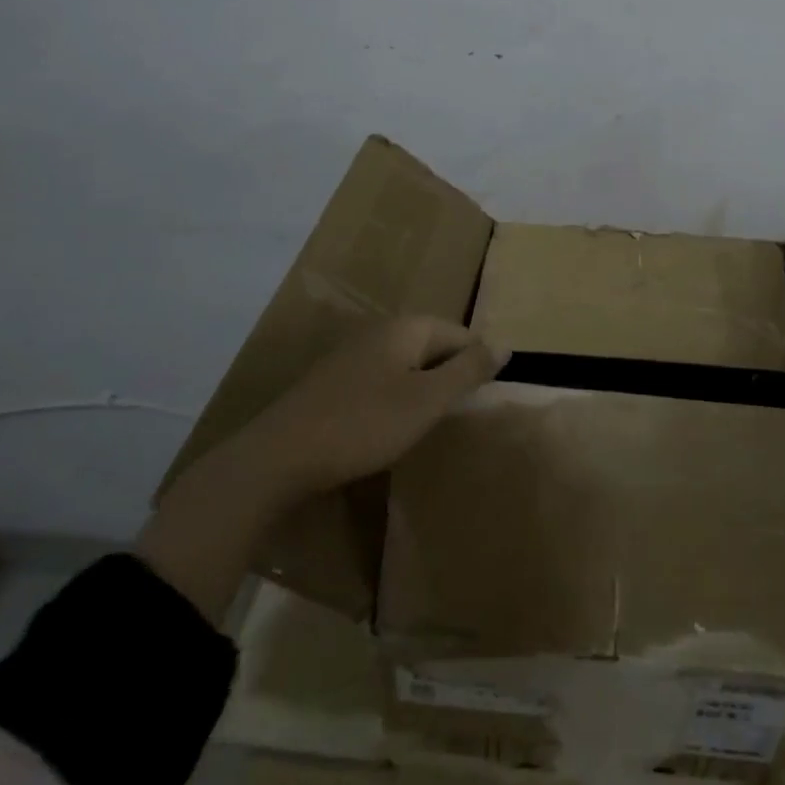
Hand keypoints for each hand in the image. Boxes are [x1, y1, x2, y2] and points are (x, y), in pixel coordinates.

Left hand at [139, 316, 507, 621]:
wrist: (278, 457)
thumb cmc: (364, 424)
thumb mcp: (427, 400)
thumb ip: (468, 370)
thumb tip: (506, 344)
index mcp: (407, 327)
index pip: (462, 333)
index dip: (477, 365)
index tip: (483, 402)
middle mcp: (381, 330)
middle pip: (434, 346)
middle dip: (450, 377)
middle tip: (457, 416)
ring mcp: (353, 353)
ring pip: (407, 365)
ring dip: (423, 390)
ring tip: (429, 425)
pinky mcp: (334, 380)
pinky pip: (382, 380)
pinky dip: (395, 399)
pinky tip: (390, 427)